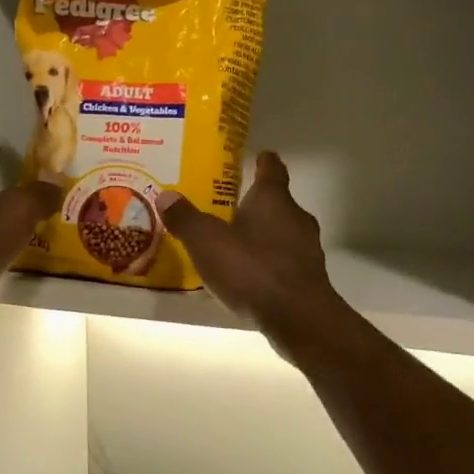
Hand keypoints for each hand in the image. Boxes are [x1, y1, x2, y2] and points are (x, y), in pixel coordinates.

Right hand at [161, 152, 339, 341]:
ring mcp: (306, 249)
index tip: (257, 155)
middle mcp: (296, 217)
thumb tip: (166, 194)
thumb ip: (186, 218)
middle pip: (277, 201)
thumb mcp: (207, 242)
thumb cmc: (252, 269)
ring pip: (282, 232)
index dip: (263, 161)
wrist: (298, 318)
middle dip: (255, 202)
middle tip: (229, 204)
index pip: (272, 169)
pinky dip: (267, 261)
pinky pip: (283, 260)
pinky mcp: (308, 278)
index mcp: (273, 199)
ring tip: (234, 242)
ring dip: (262, 234)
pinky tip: (248, 274)